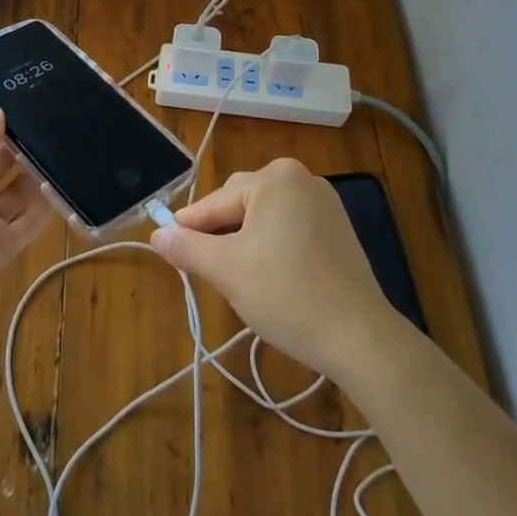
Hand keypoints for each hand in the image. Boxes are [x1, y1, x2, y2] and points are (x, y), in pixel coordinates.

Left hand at [0, 109, 55, 302]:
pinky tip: (63, 184)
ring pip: (18, 194)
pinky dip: (46, 206)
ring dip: (36, 175)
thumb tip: (0, 114)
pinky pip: (30, 223)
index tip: (26, 110)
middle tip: (52, 127)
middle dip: (21, 149)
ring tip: (63, 150)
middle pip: (0, 167)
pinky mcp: (4, 246)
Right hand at [150, 158, 398, 378]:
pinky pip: (289, 230)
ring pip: (264, 220)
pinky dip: (273, 250)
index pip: (215, 202)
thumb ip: (187, 247)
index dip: (190, 230)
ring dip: (246, 245)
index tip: (170, 252)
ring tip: (242, 282)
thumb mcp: (227, 270)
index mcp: (275, 177)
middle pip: (240, 206)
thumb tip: (156, 234)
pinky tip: (272, 281)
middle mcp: (302, 178)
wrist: (360, 338)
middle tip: (212, 275)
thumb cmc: (287, 294)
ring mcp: (325, 203)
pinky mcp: (338, 230)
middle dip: (222, 239)